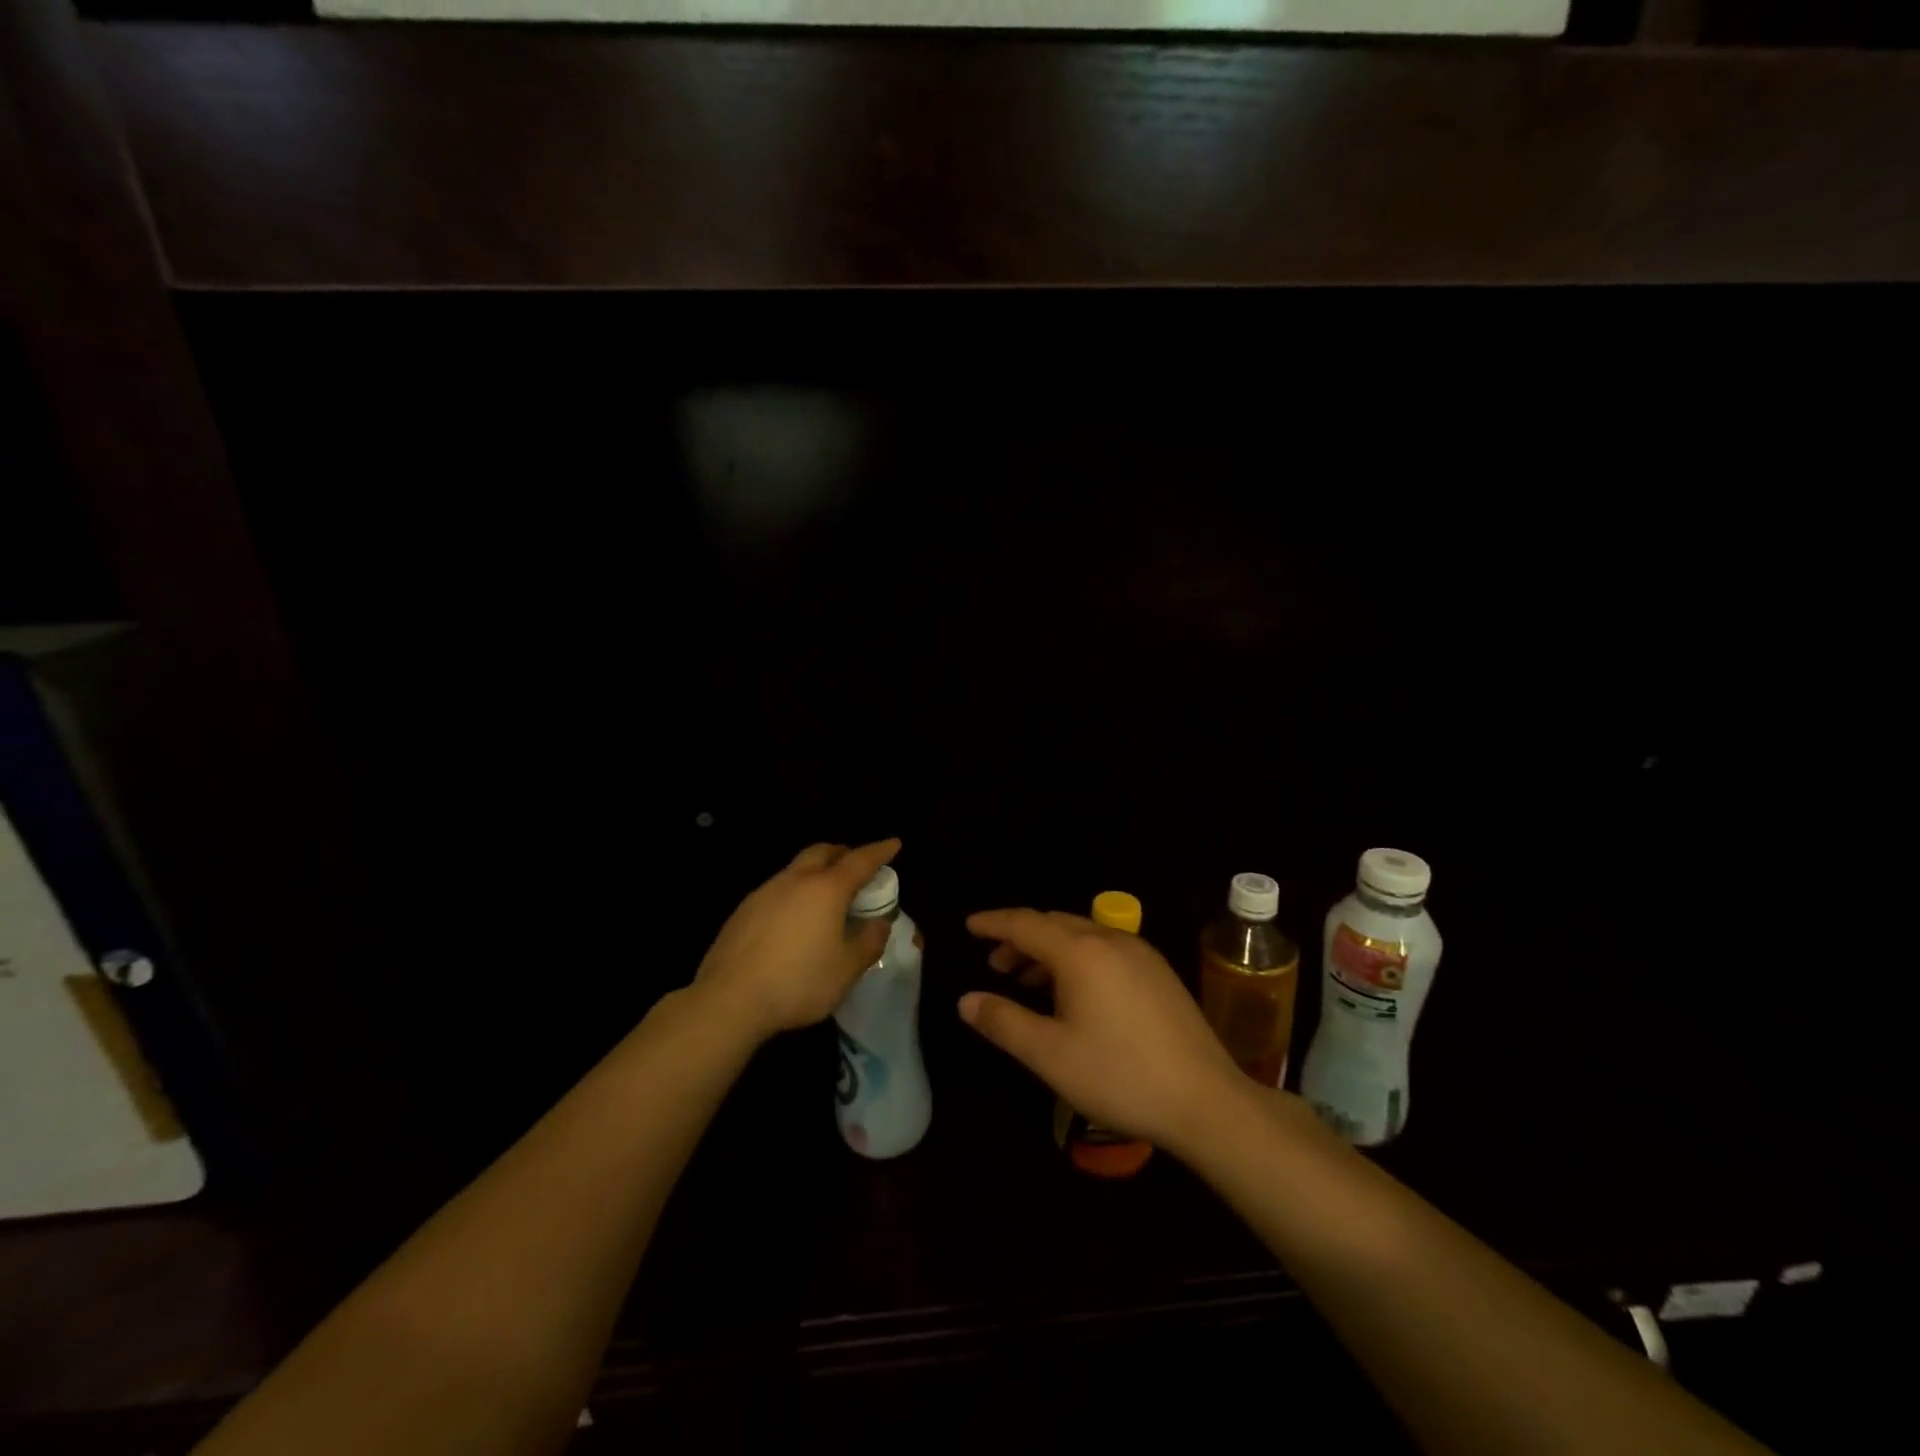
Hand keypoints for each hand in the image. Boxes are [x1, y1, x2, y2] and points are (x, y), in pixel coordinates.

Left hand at [693, 840, 900, 1044]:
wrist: (729, 999)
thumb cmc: (799, 982)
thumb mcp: (847, 969)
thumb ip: (869, 942)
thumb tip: (879, 923)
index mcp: (827, 889)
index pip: (860, 860)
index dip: (880, 851)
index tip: (894, 844)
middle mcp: (795, 880)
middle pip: (823, 852)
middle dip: (843, 853)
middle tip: (857, 867)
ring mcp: (765, 892)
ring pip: (796, 868)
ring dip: (816, 872)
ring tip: (826, 897)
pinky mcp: (743, 910)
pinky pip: (777, 889)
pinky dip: (794, 892)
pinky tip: (794, 920)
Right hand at [960, 908, 1243, 1154]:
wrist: (1205, 1101)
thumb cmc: (1119, 1075)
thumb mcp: (1049, 1054)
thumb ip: (1003, 1022)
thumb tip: (966, 1000)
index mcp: (1080, 952)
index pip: (1025, 923)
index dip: (994, 923)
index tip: (970, 926)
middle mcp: (1111, 940)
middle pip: (1054, 924)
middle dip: (1020, 938)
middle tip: (995, 963)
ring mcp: (1140, 954)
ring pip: (1082, 936)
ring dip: (1049, 949)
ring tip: (1027, 979)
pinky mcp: (1159, 972)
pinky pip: (1106, 949)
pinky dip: (1077, 958)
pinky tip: (1074, 992)